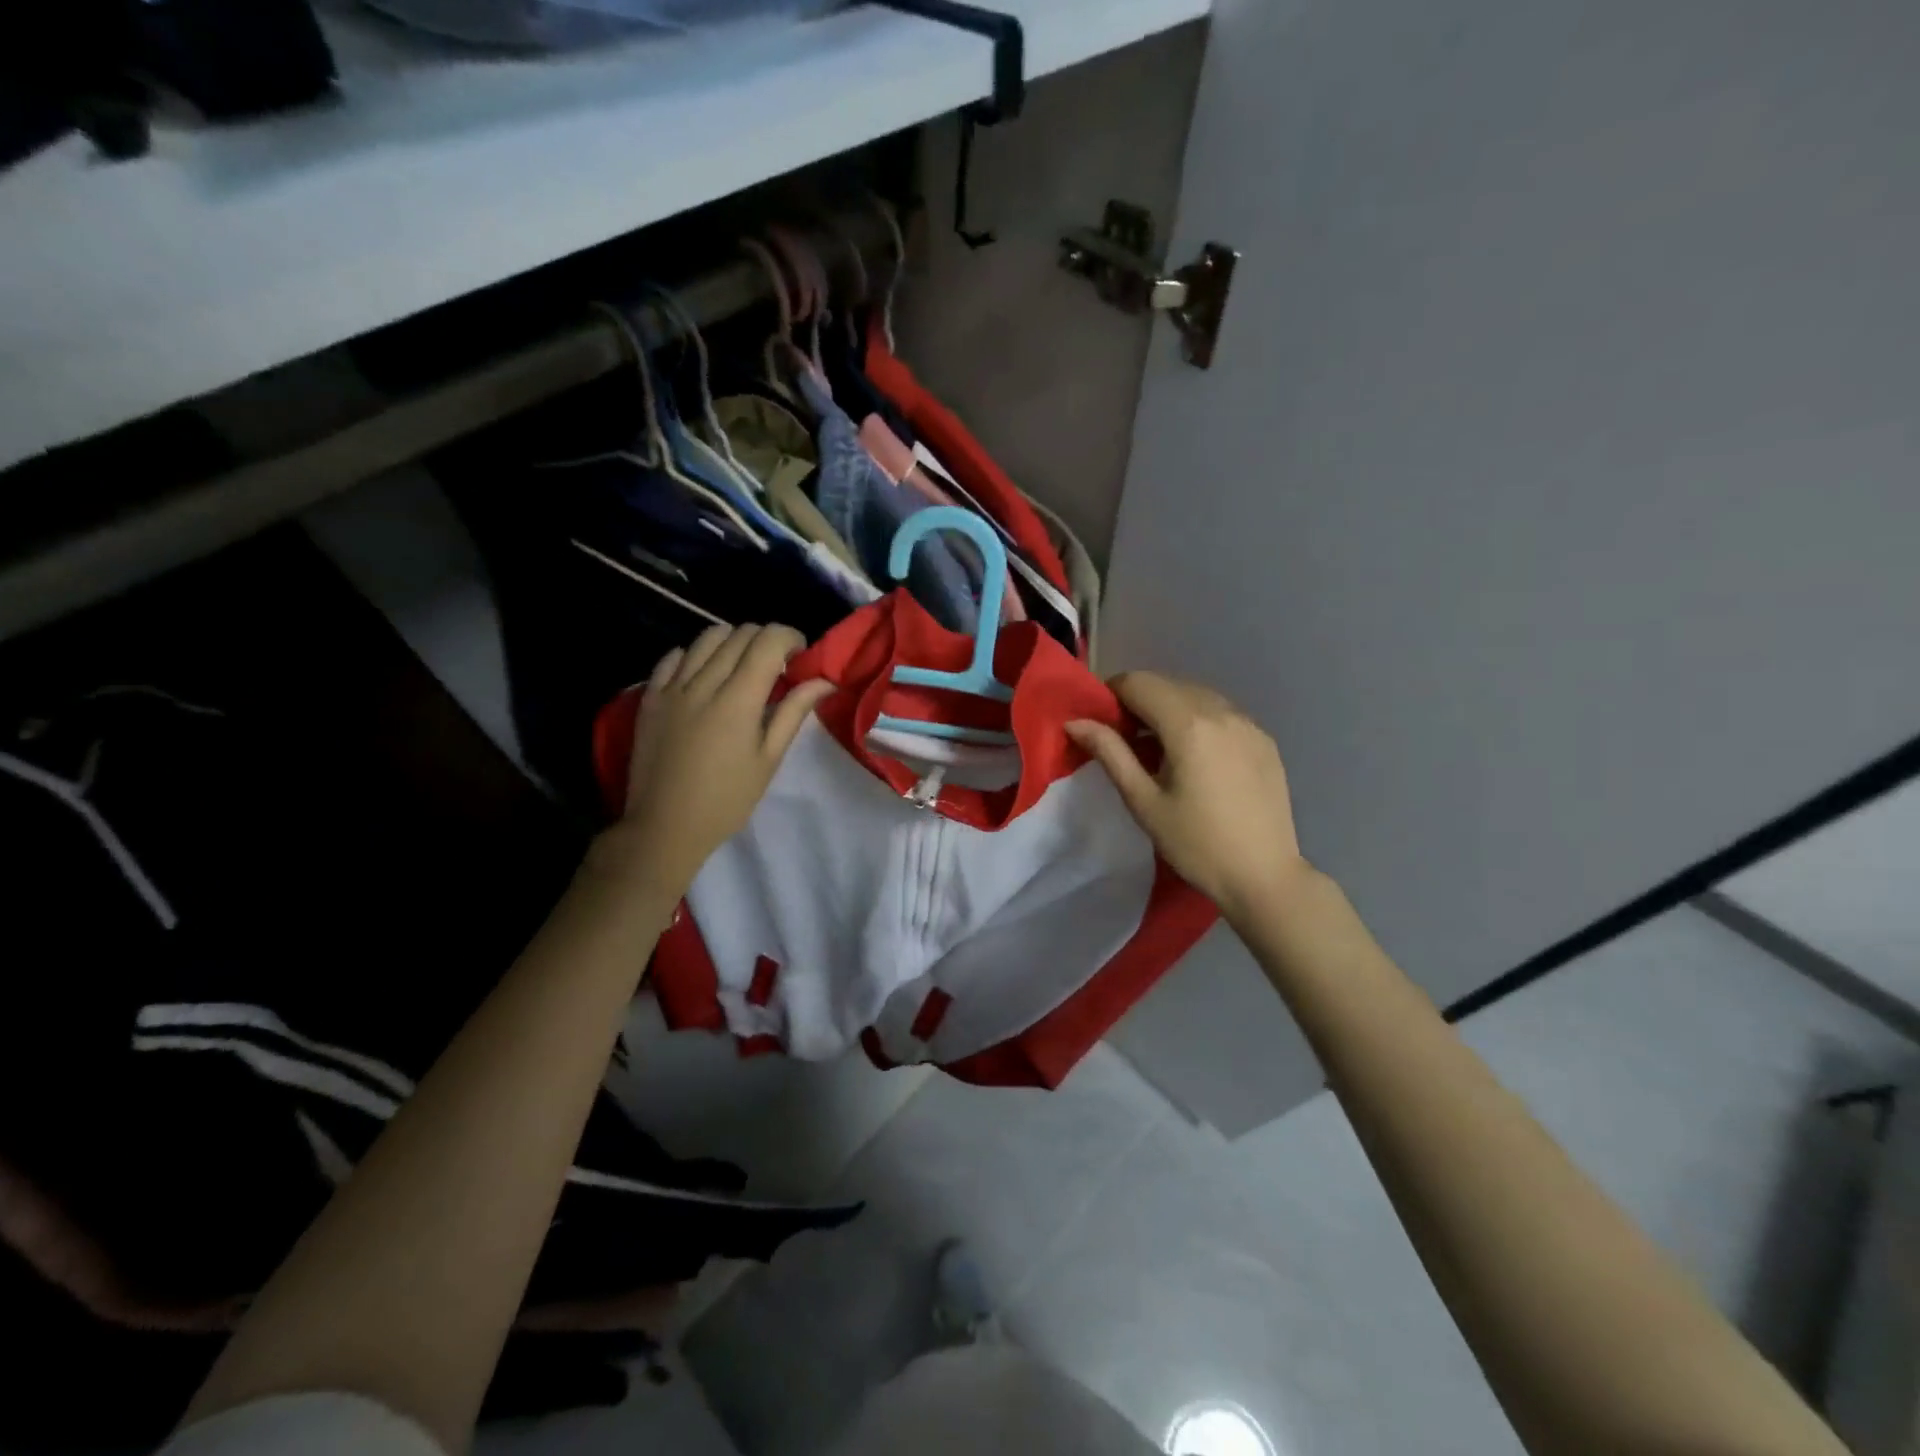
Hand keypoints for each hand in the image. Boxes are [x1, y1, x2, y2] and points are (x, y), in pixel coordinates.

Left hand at [611, 624, 834, 896]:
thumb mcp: (768, 759)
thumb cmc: (727, 799)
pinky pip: (673, 657)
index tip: (800, 657)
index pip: (768, 640)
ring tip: (741, 667)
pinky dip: (695, 655)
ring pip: (706, 637)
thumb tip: (824, 681)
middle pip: (739, 634)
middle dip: (765, 640)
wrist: (665, 826)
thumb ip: (793, 712)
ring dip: (732, 642)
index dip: (790, 638)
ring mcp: (672, 687)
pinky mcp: (650, 697)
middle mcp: (704, 682)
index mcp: (738, 699)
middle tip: (776, 666)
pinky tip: (704, 675)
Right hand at [1066, 671, 1308, 925]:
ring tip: (1155, 748)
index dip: (1111, 694)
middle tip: (1122, 738)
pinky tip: (1192, 756)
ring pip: (1195, 695)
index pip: (1139, 682)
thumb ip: (1110, 753)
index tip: (1099, 721)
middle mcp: (1221, 711)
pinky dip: (1197, 720)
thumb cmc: (1195, 843)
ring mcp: (1248, 723)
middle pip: (1167, 684)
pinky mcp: (1264, 739)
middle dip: (1138, 701)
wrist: (1264, 876)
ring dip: (1168, 708)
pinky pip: (1221, 713)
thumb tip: (1075, 722)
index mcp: (1188, 724)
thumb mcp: (1143, 801)